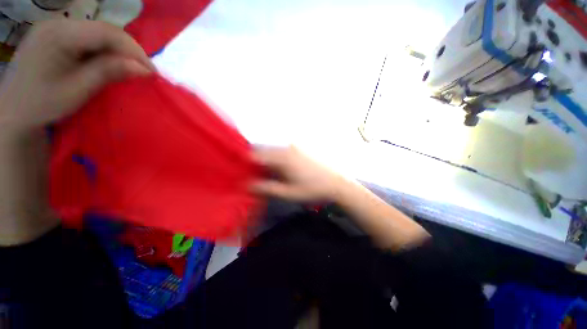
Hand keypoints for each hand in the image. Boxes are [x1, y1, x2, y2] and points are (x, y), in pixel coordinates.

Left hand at [0, 19, 153, 134]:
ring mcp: (56, 27)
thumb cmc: (42, 104)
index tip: (152, 71)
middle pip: (104, 30)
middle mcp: (57, 23)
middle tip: (144, 71)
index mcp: (58, 35)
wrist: (13, 111)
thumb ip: (109, 72)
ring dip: (118, 51)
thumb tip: (144, 68)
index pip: (107, 33)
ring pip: (98, 33)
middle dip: (128, 50)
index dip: (134, 50)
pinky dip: (105, 50)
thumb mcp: (78, 90)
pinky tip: (110, 63)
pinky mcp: (57, 35)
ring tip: (130, 69)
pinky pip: (89, 38)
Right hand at [251, 146, 348, 201]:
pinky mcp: (299, 151)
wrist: (336, 184)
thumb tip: (248, 185)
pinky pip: (280, 153)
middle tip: (249, 176)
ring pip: (271, 152)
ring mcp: (294, 148)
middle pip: (262, 151)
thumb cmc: (312, 190)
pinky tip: (276, 171)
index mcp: (282, 157)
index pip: (255, 154)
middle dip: (253, 162)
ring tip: (262, 175)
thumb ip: (267, 188)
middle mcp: (286, 148)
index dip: (244, 162)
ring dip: (264, 161)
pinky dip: (273, 160)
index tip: (238, 173)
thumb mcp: (288, 193)